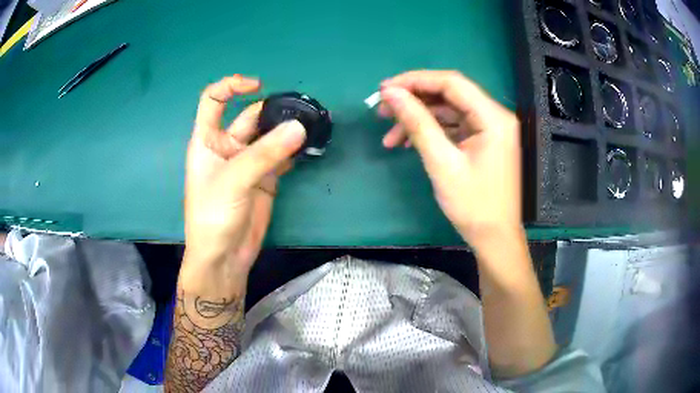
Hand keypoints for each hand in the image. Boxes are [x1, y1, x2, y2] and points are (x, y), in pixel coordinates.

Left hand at [182, 75, 305, 293]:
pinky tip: (308, 146)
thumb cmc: (213, 215)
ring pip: (269, 136)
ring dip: (286, 129)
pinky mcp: (266, 178)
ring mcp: (248, 162)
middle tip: (300, 110)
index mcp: (208, 140)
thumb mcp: (233, 180)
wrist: (224, 256)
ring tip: (310, 124)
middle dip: (272, 111)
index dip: (232, 87)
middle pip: (249, 117)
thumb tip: (300, 127)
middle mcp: (228, 146)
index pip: (214, 101)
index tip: (257, 86)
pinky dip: (294, 150)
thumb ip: (265, 153)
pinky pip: (281, 156)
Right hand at [379, 70, 521, 248]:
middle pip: (449, 94)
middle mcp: (494, 116)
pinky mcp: (482, 141)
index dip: (415, 80)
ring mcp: (489, 129)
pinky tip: (408, 143)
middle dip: (414, 100)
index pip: (451, 83)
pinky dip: (431, 132)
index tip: (384, 89)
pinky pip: (453, 126)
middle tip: (382, 110)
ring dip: (419, 119)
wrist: (494, 238)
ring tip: (390, 136)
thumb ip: (417, 123)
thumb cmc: (473, 205)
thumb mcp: (442, 163)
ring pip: (448, 111)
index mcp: (492, 117)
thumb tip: (390, 94)